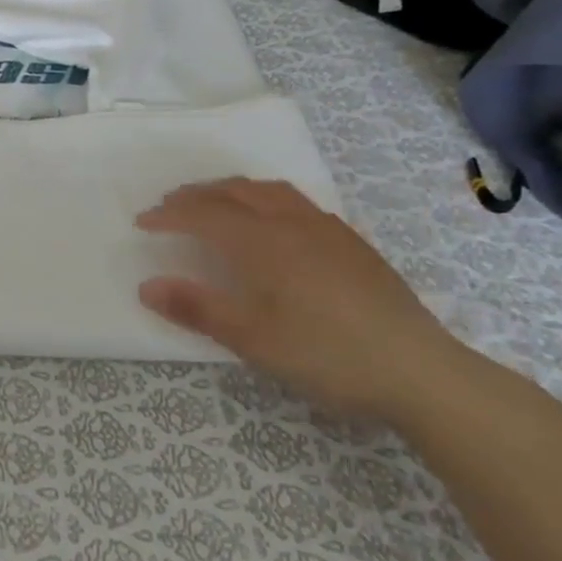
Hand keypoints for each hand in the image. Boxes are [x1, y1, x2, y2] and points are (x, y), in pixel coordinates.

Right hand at [136, 179, 479, 423]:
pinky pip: (295, 202)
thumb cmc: (327, 355)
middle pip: (233, 193)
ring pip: (267, 191)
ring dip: (230, 190)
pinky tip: (271, 222)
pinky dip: (264, 198)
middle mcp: (291, 223)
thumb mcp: (253, 340)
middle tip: (168, 206)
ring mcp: (326, 229)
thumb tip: (145, 285)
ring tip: (213, 201)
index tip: (141, 222)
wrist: (420, 371)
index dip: (168, 215)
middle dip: (195, 195)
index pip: (203, 215)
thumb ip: (197, 308)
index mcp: (263, 243)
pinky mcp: (351, 243)